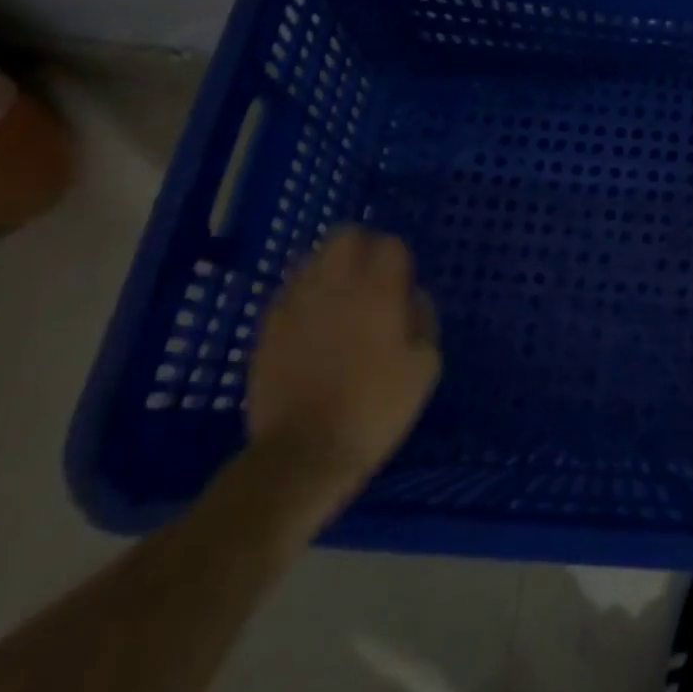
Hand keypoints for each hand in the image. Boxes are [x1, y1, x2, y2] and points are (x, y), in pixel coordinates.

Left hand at [248, 228, 440, 499]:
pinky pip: (287, 294)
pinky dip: (302, 298)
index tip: (402, 282)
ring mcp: (296, 305)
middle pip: (344, 236)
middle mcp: (335, 286)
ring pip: (311, 259)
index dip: (399, 258)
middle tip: (369, 277)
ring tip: (338, 299)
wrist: (303, 455)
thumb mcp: (424, 367)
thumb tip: (412, 297)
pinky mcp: (267, 330)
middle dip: (360, 247)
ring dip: (328, 270)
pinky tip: (311, 325)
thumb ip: (424, 319)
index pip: (389, 244)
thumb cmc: (375, 409)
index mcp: (378, 291)